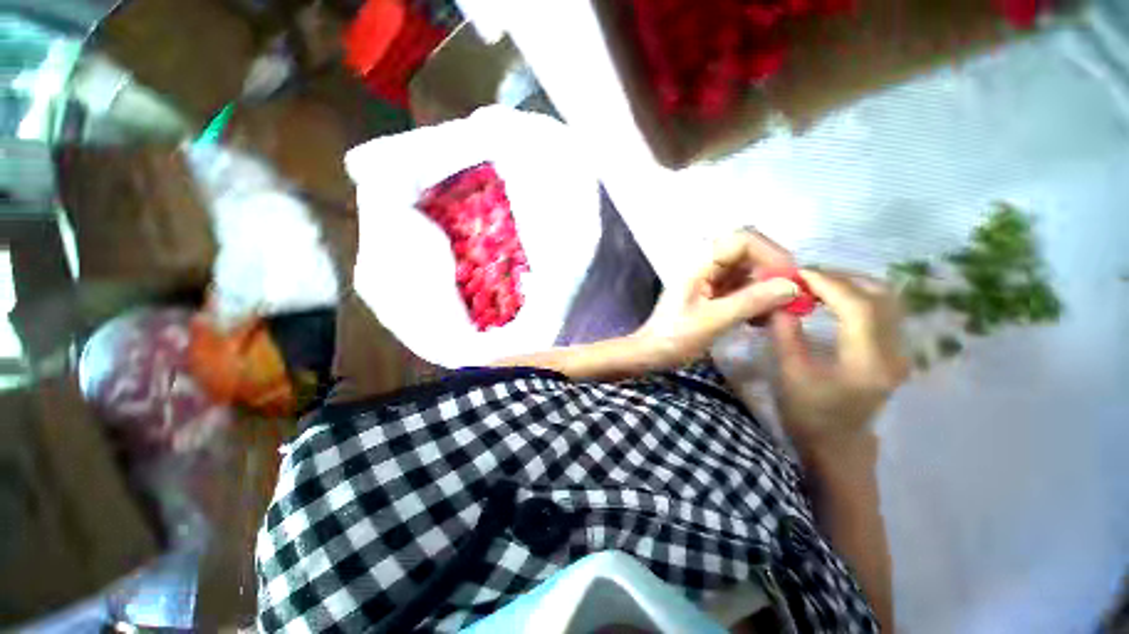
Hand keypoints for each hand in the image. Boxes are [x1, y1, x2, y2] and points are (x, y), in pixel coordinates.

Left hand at [636, 230, 800, 369]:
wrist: (652, 353)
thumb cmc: (676, 337)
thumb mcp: (714, 320)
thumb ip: (752, 301)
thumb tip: (793, 286)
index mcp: (699, 263)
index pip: (742, 240)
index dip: (770, 254)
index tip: (790, 279)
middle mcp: (705, 265)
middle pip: (748, 254)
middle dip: (772, 272)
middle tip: (792, 298)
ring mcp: (708, 279)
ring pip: (747, 272)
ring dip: (766, 289)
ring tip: (779, 313)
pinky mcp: (711, 293)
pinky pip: (741, 288)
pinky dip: (755, 300)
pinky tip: (761, 320)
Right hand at [769, 269, 909, 455]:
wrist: (837, 445)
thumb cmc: (809, 414)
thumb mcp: (789, 374)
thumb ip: (785, 333)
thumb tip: (779, 300)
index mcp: (868, 362)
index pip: (858, 306)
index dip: (827, 283)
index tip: (796, 272)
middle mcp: (894, 352)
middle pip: (880, 295)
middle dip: (841, 277)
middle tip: (804, 276)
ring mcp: (899, 351)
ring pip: (885, 299)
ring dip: (850, 283)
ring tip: (815, 283)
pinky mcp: (893, 351)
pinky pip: (882, 310)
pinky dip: (857, 295)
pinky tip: (831, 298)